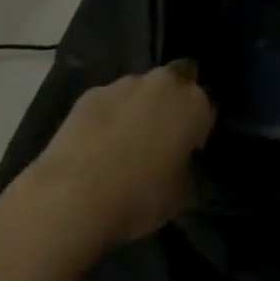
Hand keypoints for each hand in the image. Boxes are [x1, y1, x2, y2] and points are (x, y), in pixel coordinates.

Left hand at [0, 61, 213, 280]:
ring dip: (141, 106)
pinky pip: (110, 100)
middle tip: (162, 137)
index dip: (199, 130)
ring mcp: (124, 84)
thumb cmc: (138, 198)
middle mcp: (163, 83)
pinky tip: (98, 143)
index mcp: (193, 104)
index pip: (207, 108)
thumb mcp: (180, 198)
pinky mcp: (91, 93)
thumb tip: (188, 169)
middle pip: (178, 82)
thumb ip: (190, 175)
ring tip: (126, 142)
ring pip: (142, 89)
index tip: (188, 152)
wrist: (72, 196)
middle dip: (173, 102)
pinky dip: (110, 115)